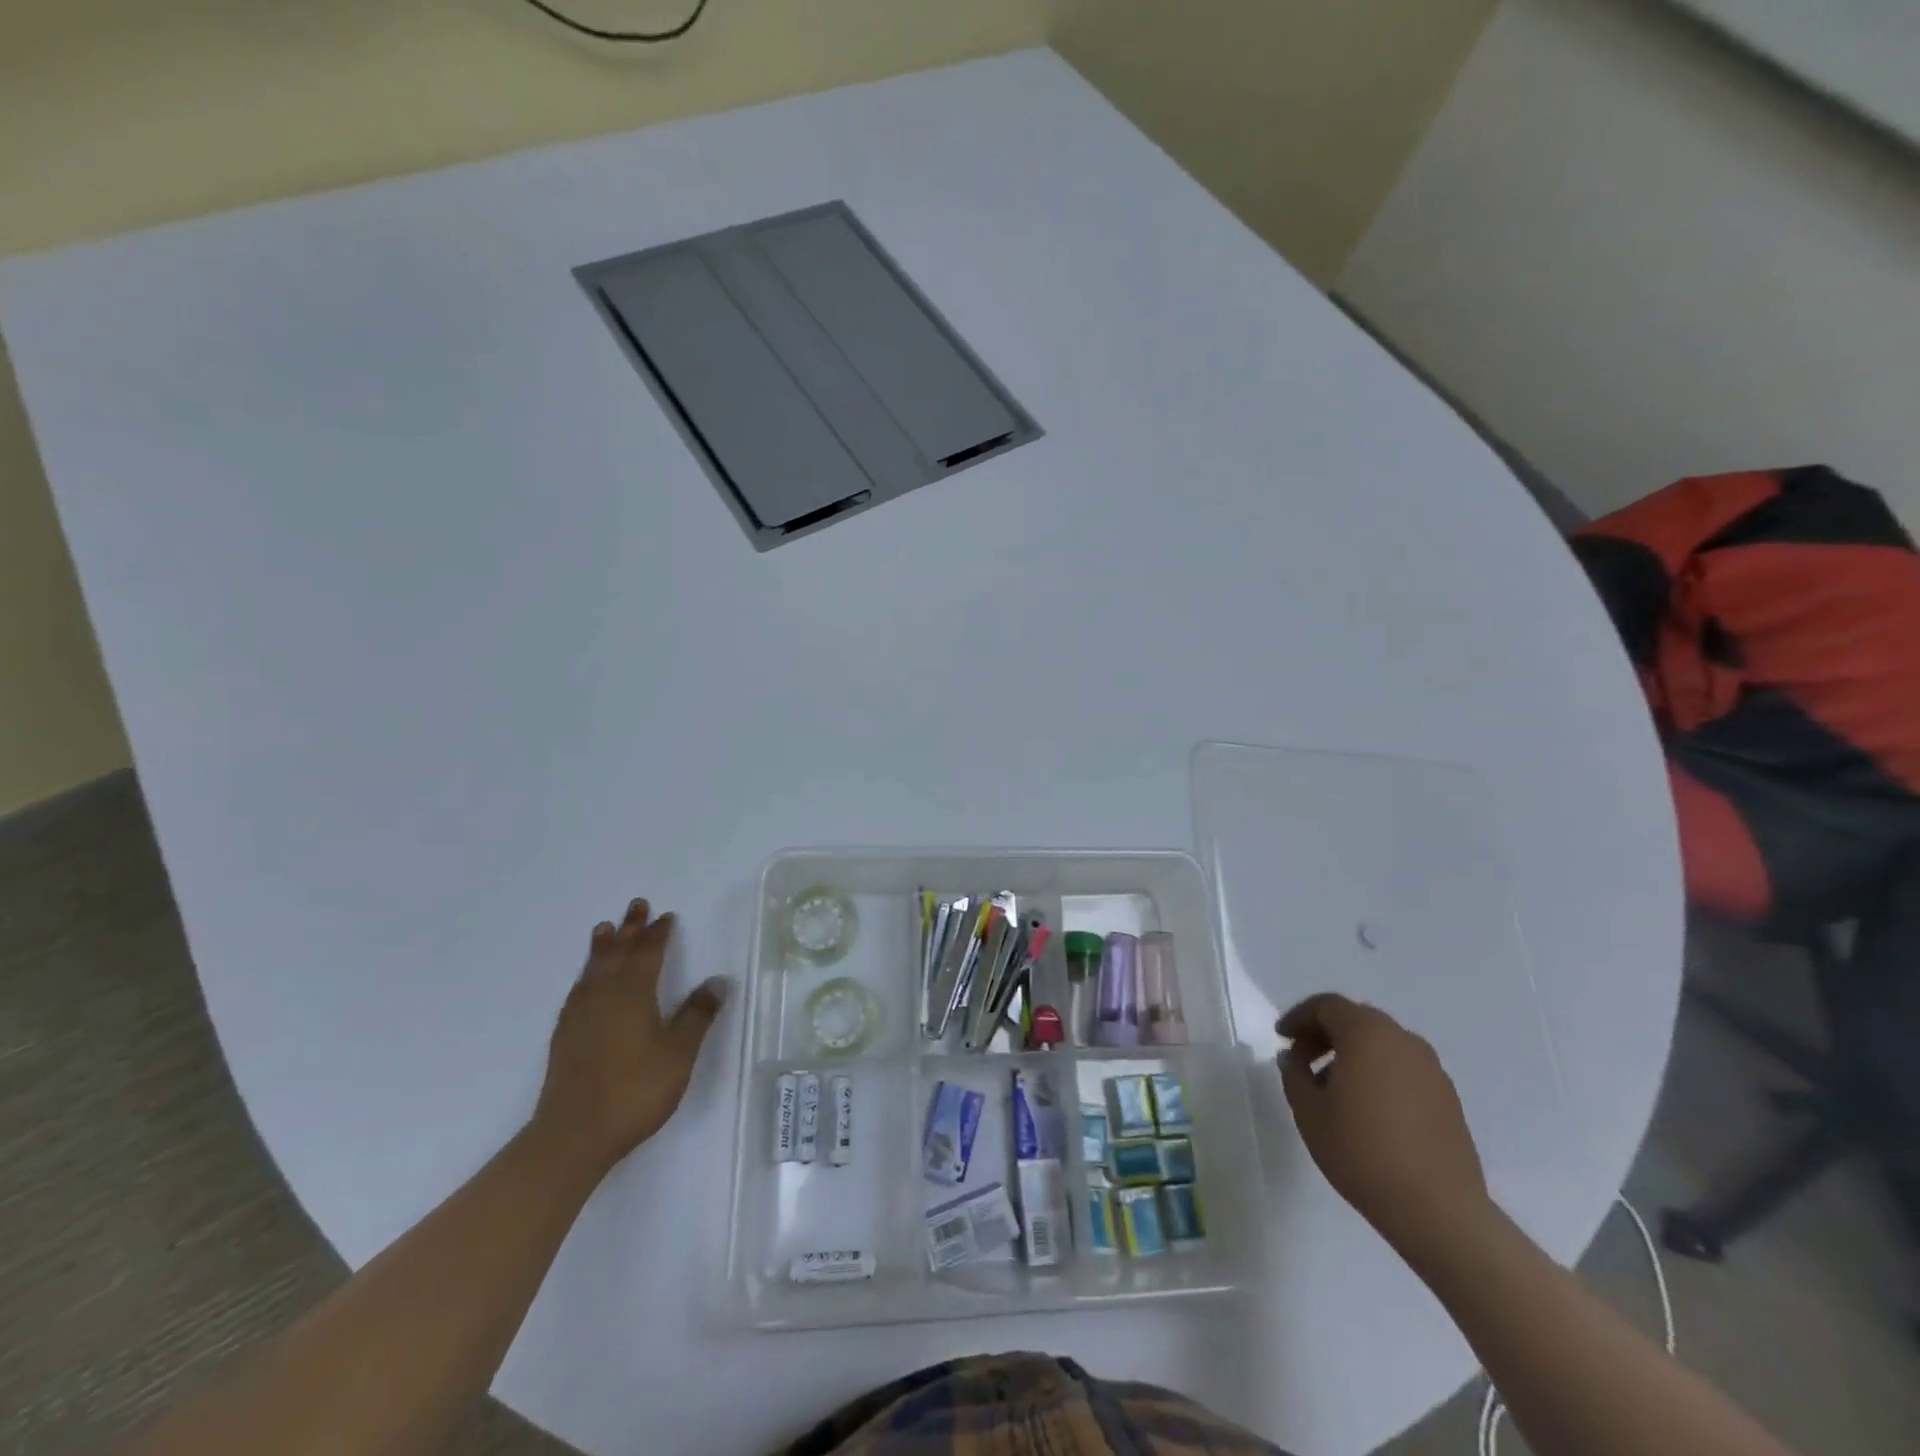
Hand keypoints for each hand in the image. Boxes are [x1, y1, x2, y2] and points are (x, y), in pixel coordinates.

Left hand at [532, 898, 727, 1176]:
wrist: (573, 1134)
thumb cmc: (635, 1090)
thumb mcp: (679, 1053)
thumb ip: (697, 1015)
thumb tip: (717, 981)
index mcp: (634, 993)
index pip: (648, 953)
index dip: (658, 934)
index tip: (666, 916)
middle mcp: (604, 995)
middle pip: (618, 953)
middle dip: (630, 929)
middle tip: (636, 905)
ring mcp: (580, 1016)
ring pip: (593, 969)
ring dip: (603, 947)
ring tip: (604, 928)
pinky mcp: (565, 1036)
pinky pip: (578, 990)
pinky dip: (586, 975)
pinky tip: (586, 982)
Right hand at [1277, 993, 1490, 1258]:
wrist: (1438, 1210)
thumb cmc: (1361, 1151)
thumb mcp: (1308, 1111)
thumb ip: (1294, 1074)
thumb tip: (1294, 1058)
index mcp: (1367, 1034)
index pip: (1327, 1006)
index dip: (1299, 1017)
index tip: (1282, 1038)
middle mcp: (1403, 1041)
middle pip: (1356, 1020)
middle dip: (1325, 1033)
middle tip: (1303, 1059)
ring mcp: (1431, 1069)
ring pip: (1382, 1044)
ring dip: (1353, 1054)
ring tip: (1333, 1088)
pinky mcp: (1448, 1098)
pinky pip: (1403, 1069)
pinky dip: (1379, 1073)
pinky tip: (1368, 1109)